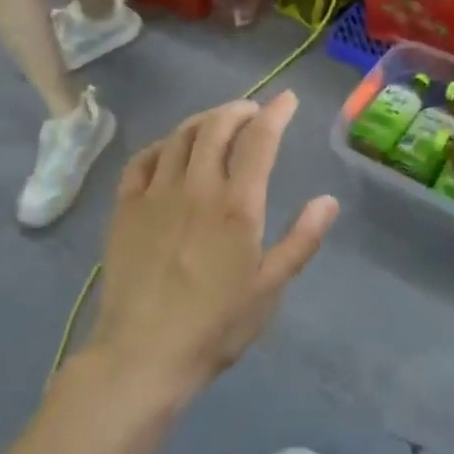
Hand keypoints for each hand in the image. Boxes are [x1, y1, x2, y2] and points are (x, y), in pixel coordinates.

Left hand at [90, 93, 338, 399]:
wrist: (143, 354)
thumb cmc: (216, 325)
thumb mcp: (270, 288)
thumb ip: (301, 240)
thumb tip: (328, 200)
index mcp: (236, 204)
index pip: (259, 140)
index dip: (276, 113)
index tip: (287, 100)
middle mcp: (195, 187)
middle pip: (216, 126)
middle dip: (239, 110)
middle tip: (253, 112)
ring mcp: (155, 194)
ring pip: (179, 136)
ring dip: (203, 120)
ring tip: (217, 122)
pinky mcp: (125, 208)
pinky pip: (141, 160)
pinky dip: (161, 144)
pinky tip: (169, 150)